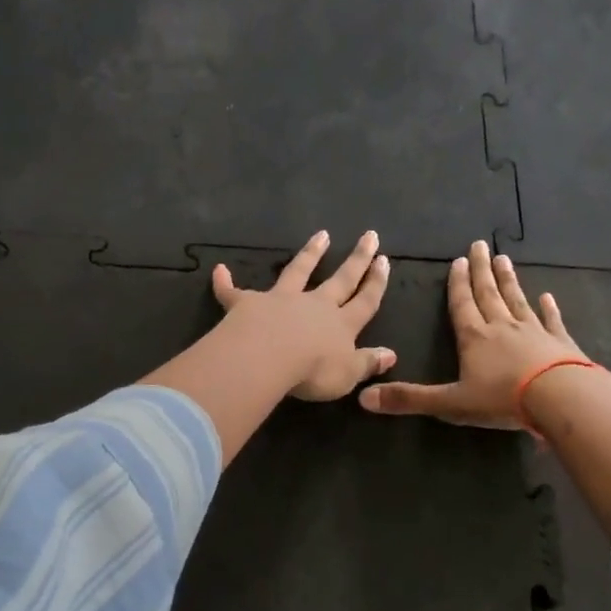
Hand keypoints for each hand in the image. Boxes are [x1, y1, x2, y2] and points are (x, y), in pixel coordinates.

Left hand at [212, 230, 396, 400]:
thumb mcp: (348, 374)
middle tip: (370, 235)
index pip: (365, 302)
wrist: (269, 357)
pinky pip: (233, 292)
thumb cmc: (313, 371)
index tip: (384, 261)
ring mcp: (281, 300)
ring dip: (310, 253)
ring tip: (321, 235)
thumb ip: (368, 363)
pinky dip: (225, 282)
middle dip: (357, 259)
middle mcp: (314, 305)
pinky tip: (218, 271)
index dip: (376, 283)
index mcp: (341, 325)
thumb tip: (391, 355)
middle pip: (341, 279)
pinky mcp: (248, 304)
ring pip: (298, 272)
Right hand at [359, 240, 585, 429]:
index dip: (457, 284)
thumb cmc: (502, 399)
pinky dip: (549, 308)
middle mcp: (502, 326)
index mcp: (474, 337)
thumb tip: (364, 398)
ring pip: (517, 300)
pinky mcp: (560, 342)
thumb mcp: (450, 403)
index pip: (462, 304)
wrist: (559, 398)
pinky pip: (551, 320)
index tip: (458, 261)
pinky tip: (547, 296)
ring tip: (504, 260)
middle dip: (481, 271)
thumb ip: (410, 399)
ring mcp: (534, 331)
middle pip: (489, 293)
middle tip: (480, 246)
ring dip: (509, 280)